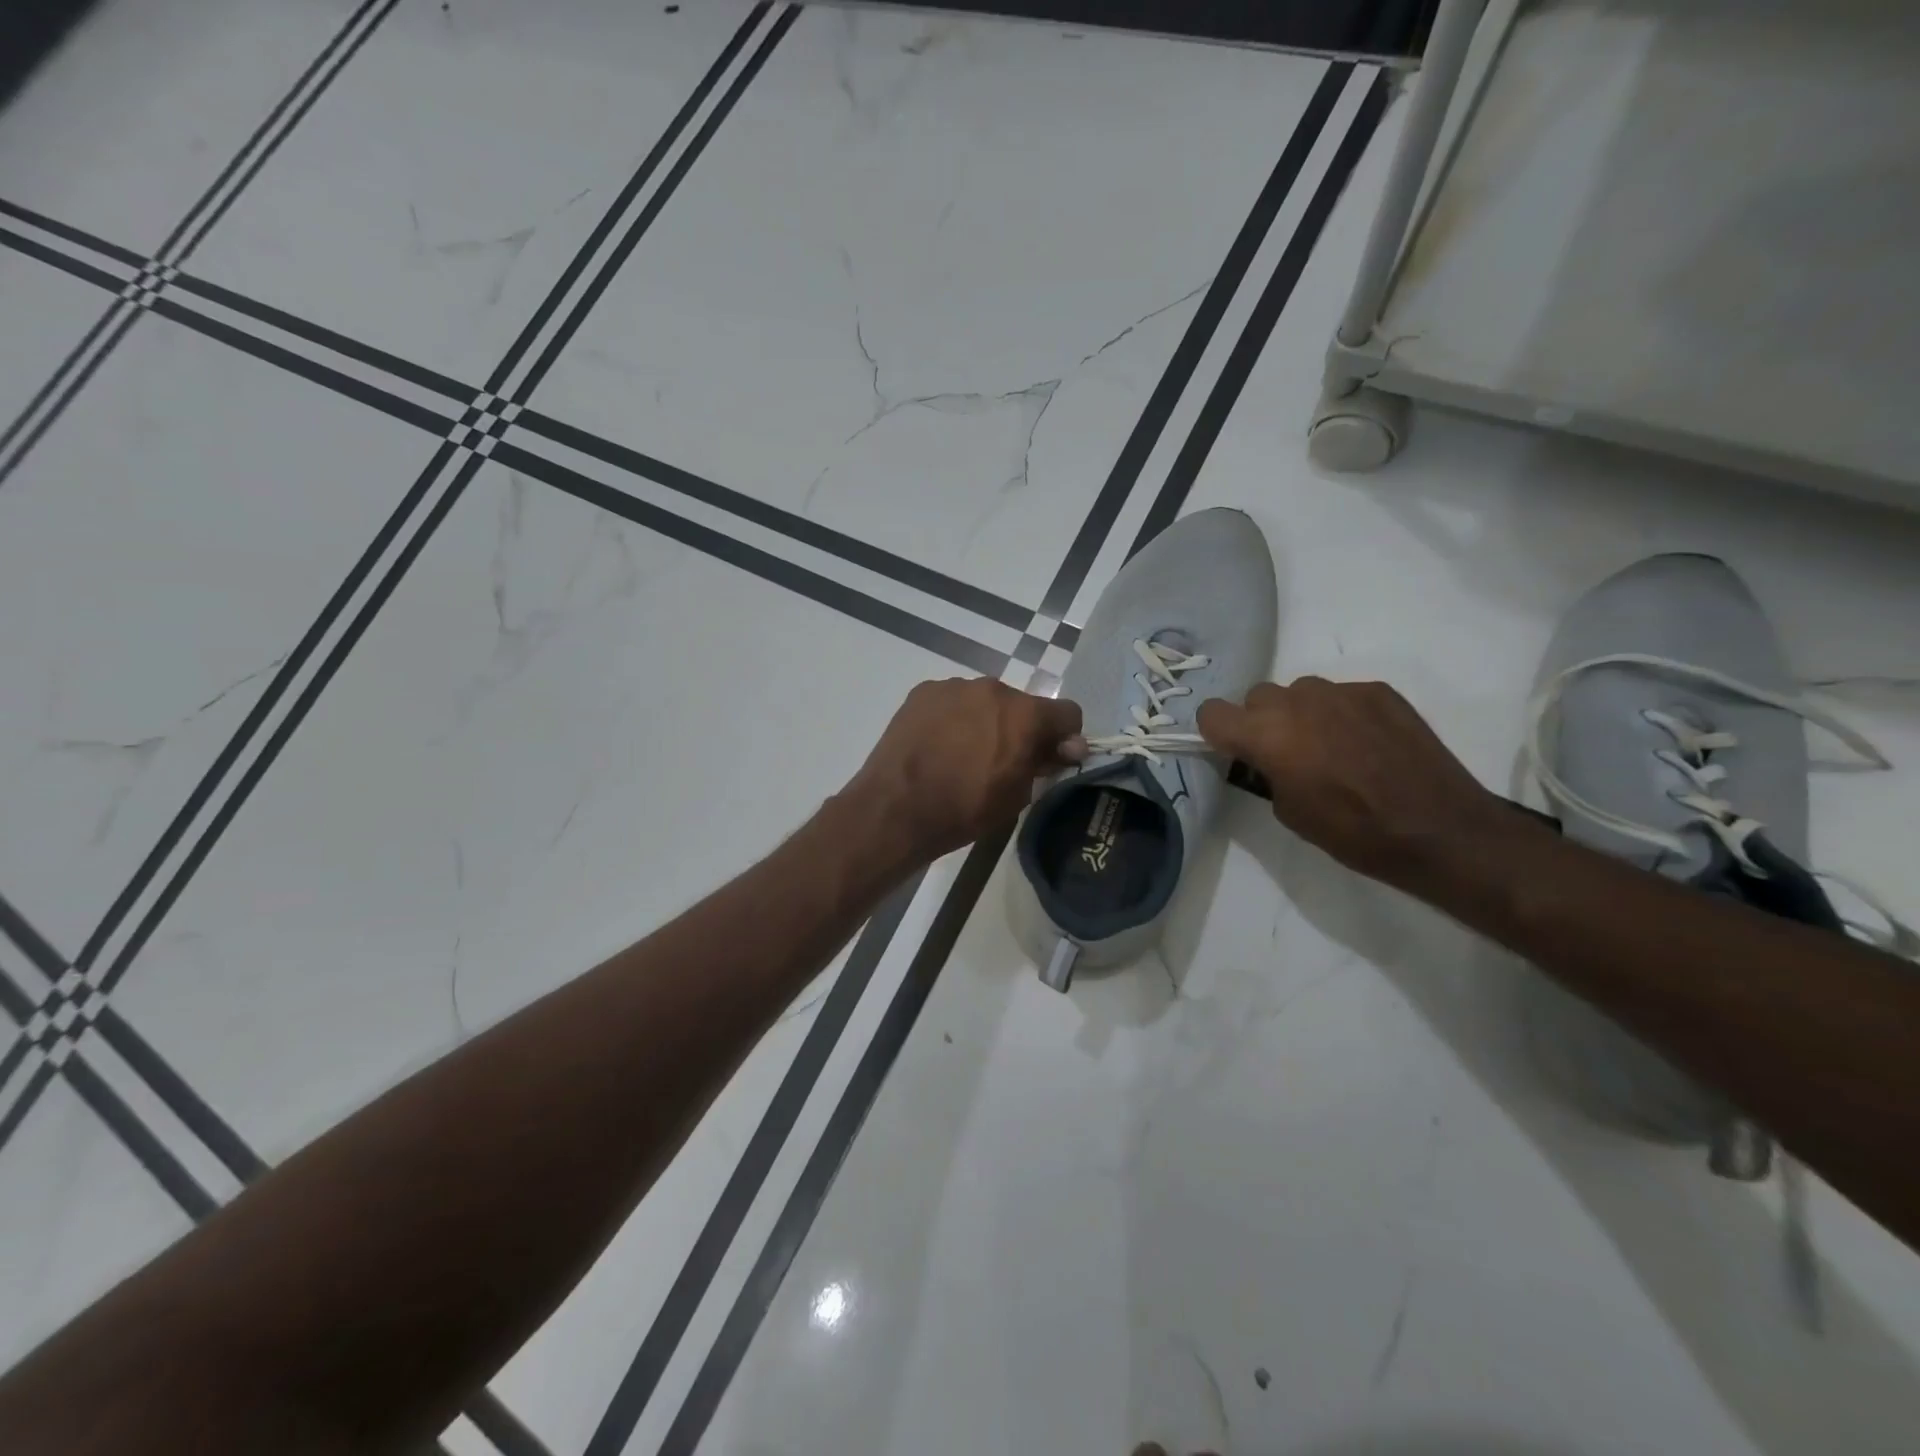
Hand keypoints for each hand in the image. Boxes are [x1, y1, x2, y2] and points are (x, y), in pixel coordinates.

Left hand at [845, 677, 1083, 862]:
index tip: (1050, 758)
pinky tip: (937, 745)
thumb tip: (1068, 747)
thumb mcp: (1016, 795)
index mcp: (1025, 714)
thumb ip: (1044, 763)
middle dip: (1019, 728)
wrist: (896, 808)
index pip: (1067, 713)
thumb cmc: (964, 809)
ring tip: (961, 754)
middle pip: (1021, 705)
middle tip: (999, 761)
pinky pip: (952, 701)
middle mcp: (993, 689)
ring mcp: (954, 686)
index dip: (1064, 737)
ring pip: (984, 701)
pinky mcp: (923, 692)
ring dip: (984, 720)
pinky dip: (952, 718)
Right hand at [1196, 677, 1509, 886]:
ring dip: (1302, 714)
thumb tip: (1268, 758)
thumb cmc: (1353, 831)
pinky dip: (1343, 715)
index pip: (1213, 712)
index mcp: (1267, 734)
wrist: (1439, 829)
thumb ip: (1266, 772)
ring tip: (1332, 747)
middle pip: (1258, 696)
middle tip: (1287, 754)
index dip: (1219, 732)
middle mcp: (1298, 701)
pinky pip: (1342, 695)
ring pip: (1301, 692)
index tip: (1235, 751)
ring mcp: (1342, 691)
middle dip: (1263, 721)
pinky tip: (1368, 745)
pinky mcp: (1379, 691)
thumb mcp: (1289, 812)